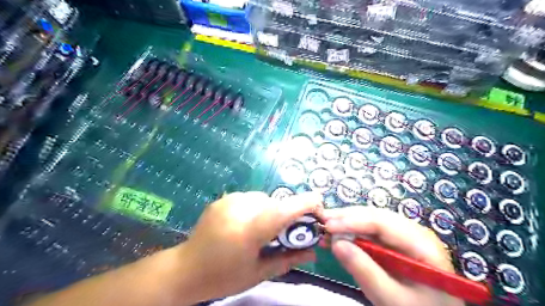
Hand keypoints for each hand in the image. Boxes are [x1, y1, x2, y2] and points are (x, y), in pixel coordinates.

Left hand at [176, 192, 321, 301]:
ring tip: (260, 230)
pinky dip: (255, 208)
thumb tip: (314, 252)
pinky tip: (244, 223)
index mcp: (251, 229)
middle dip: (286, 216)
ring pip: (264, 199)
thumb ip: (289, 259)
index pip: (286, 208)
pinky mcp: (223, 198)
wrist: (186, 269)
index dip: (308, 204)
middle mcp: (241, 207)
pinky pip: (249, 198)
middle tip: (282, 234)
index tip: (319, 211)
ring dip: (270, 211)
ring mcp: (230, 200)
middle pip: (277, 203)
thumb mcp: (259, 272)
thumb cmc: (224, 276)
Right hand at [320, 205, 465, 305]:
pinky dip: (353, 231)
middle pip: (376, 216)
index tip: (328, 226)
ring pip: (372, 220)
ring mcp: (405, 236)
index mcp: (422, 245)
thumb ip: (365, 271)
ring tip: (326, 224)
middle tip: (322, 220)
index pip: (383, 223)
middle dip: (347, 217)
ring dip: (348, 221)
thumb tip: (336, 243)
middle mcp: (415, 232)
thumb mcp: (391, 299)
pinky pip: (372, 231)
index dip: (353, 221)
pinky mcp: (395, 242)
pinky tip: (338, 233)